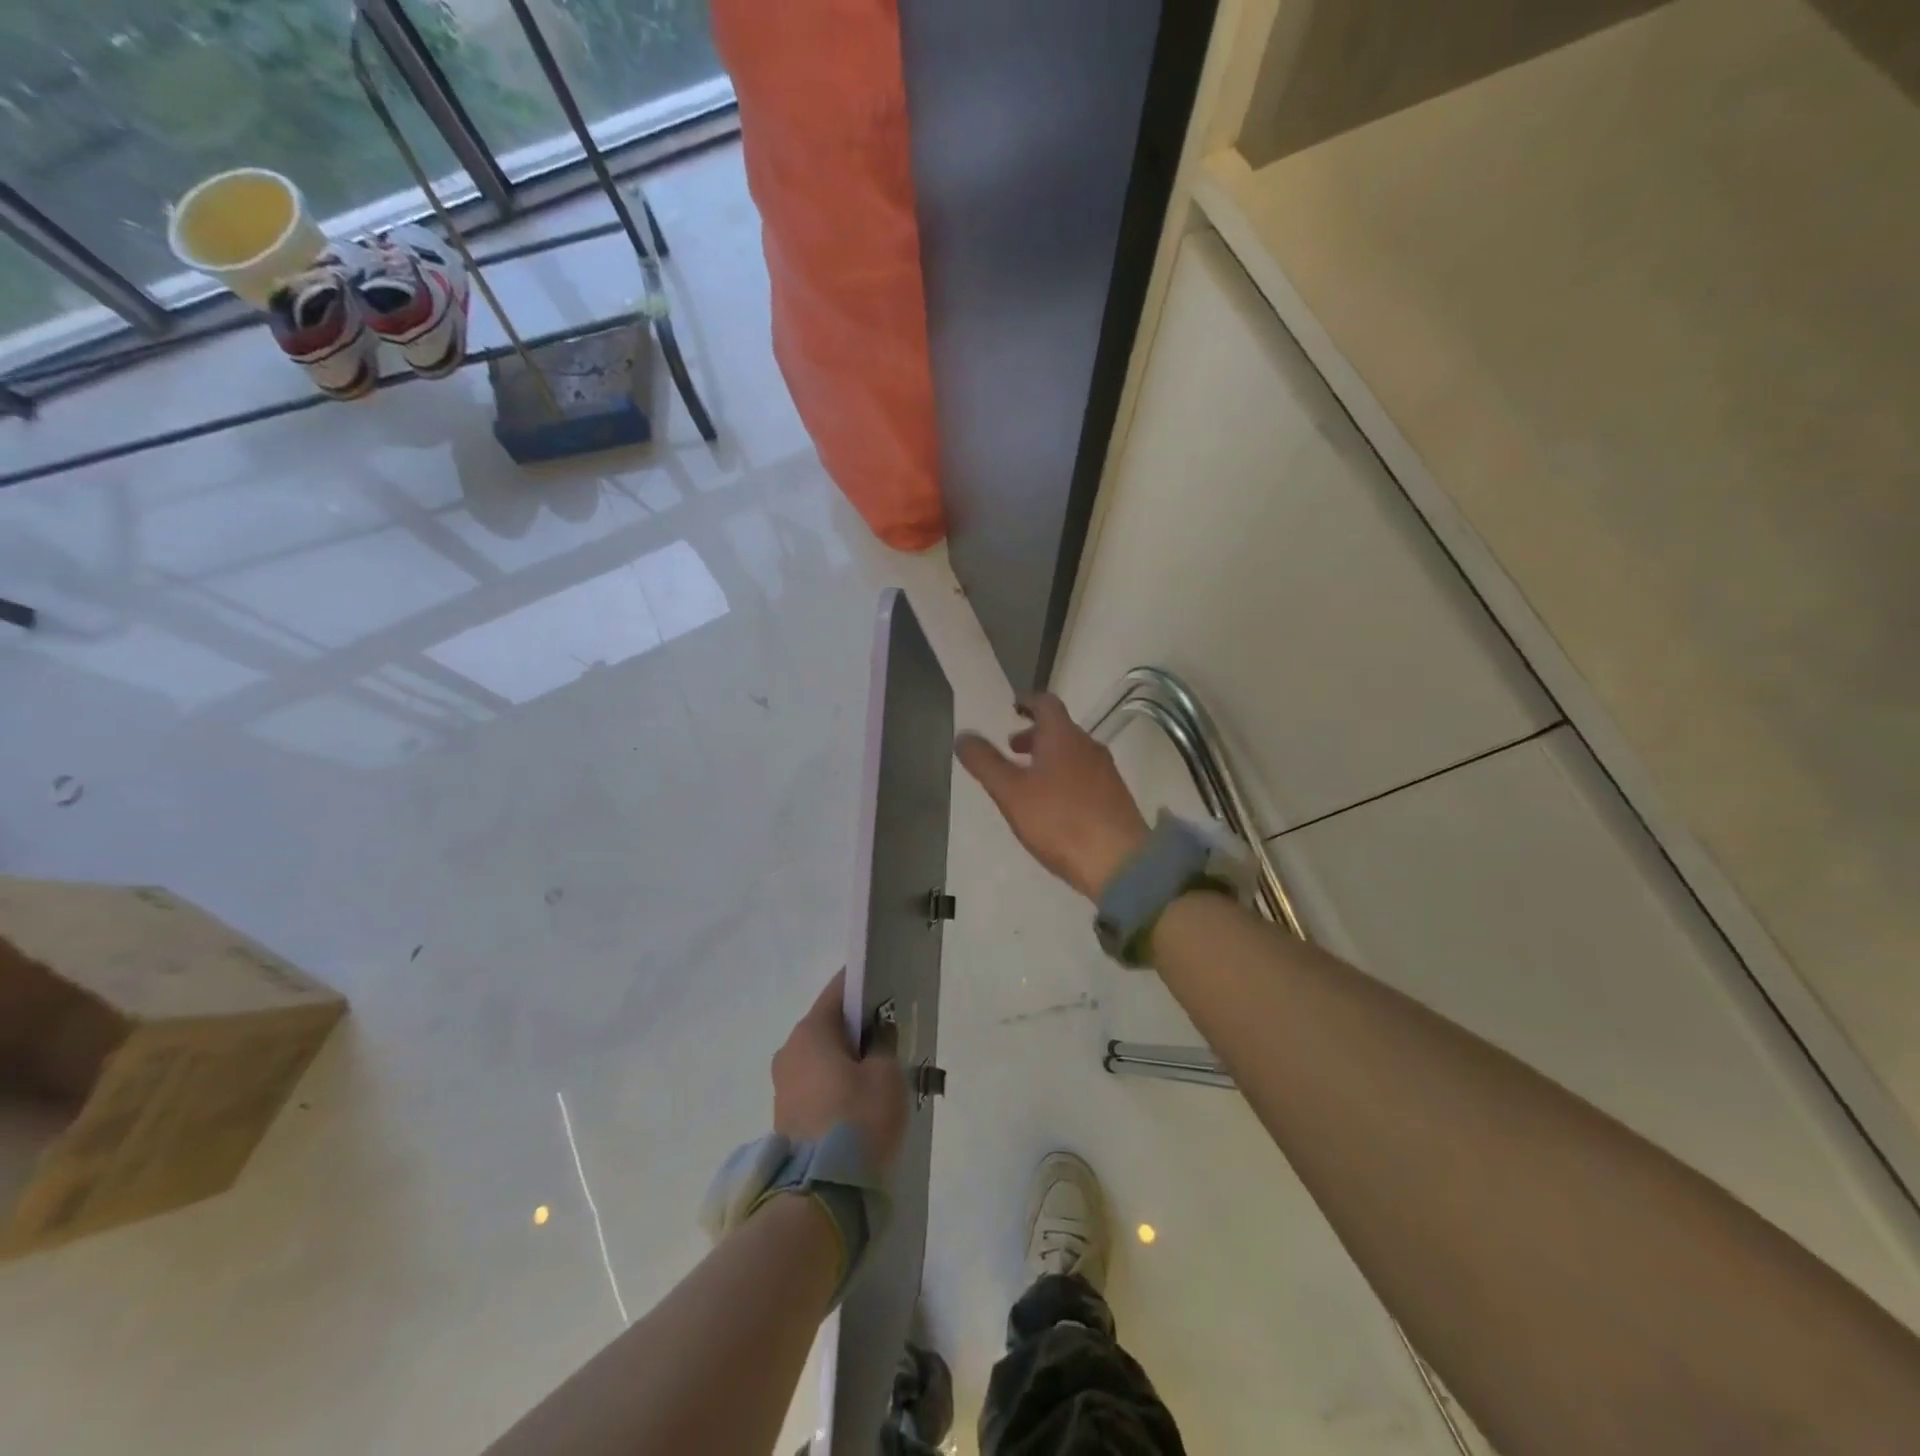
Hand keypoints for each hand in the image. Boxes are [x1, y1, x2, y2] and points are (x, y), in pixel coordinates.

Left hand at [772, 971, 906, 1174]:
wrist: (820, 1196)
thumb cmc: (857, 1120)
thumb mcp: (886, 1075)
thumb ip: (883, 1045)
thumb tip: (876, 1037)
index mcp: (810, 1031)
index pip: (839, 990)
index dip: (865, 986)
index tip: (888, 991)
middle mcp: (789, 1052)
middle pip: (829, 1027)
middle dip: (857, 1030)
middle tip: (890, 1041)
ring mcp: (783, 1087)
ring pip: (821, 1059)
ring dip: (846, 1062)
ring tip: (878, 1079)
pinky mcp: (785, 1118)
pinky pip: (815, 1087)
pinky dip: (836, 1088)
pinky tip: (859, 1106)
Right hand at [955, 693, 1150, 900]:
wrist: (1119, 861)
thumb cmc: (1059, 820)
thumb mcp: (1011, 792)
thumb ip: (985, 762)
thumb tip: (963, 735)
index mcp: (1063, 736)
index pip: (1046, 703)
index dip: (1027, 702)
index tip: (1013, 707)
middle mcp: (1089, 746)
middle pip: (1060, 730)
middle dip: (1034, 735)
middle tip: (1012, 749)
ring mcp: (1106, 772)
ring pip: (1073, 754)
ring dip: (1049, 758)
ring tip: (1028, 781)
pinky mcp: (1114, 798)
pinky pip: (1084, 776)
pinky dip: (1064, 777)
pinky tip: (1054, 805)